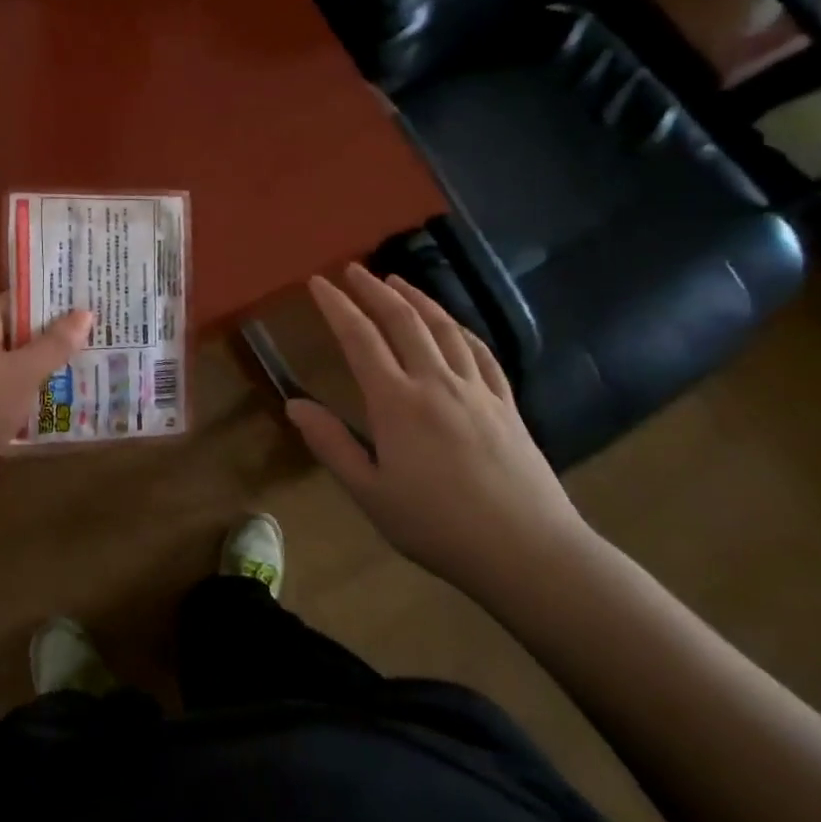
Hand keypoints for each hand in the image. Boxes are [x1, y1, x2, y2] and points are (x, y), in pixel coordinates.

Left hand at [0, 294, 92, 514]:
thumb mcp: (22, 374)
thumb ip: (55, 344)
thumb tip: (86, 312)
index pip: (18, 302)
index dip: (54, 301)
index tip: (91, 302)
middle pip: (20, 333)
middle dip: (58, 338)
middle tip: (102, 334)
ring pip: (19, 366)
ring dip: (50, 369)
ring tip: (96, 365)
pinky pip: (12, 392)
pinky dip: (35, 395)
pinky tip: (69, 400)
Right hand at [287, 264, 595, 605]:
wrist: (526, 551)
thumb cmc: (437, 527)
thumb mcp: (370, 493)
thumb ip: (331, 445)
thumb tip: (293, 404)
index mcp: (396, 403)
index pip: (360, 339)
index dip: (337, 306)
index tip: (318, 282)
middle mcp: (436, 382)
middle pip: (403, 321)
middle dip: (374, 290)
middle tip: (353, 269)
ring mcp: (476, 389)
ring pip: (443, 328)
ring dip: (417, 298)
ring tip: (397, 281)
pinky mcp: (506, 403)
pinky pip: (480, 352)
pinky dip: (460, 329)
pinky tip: (453, 325)